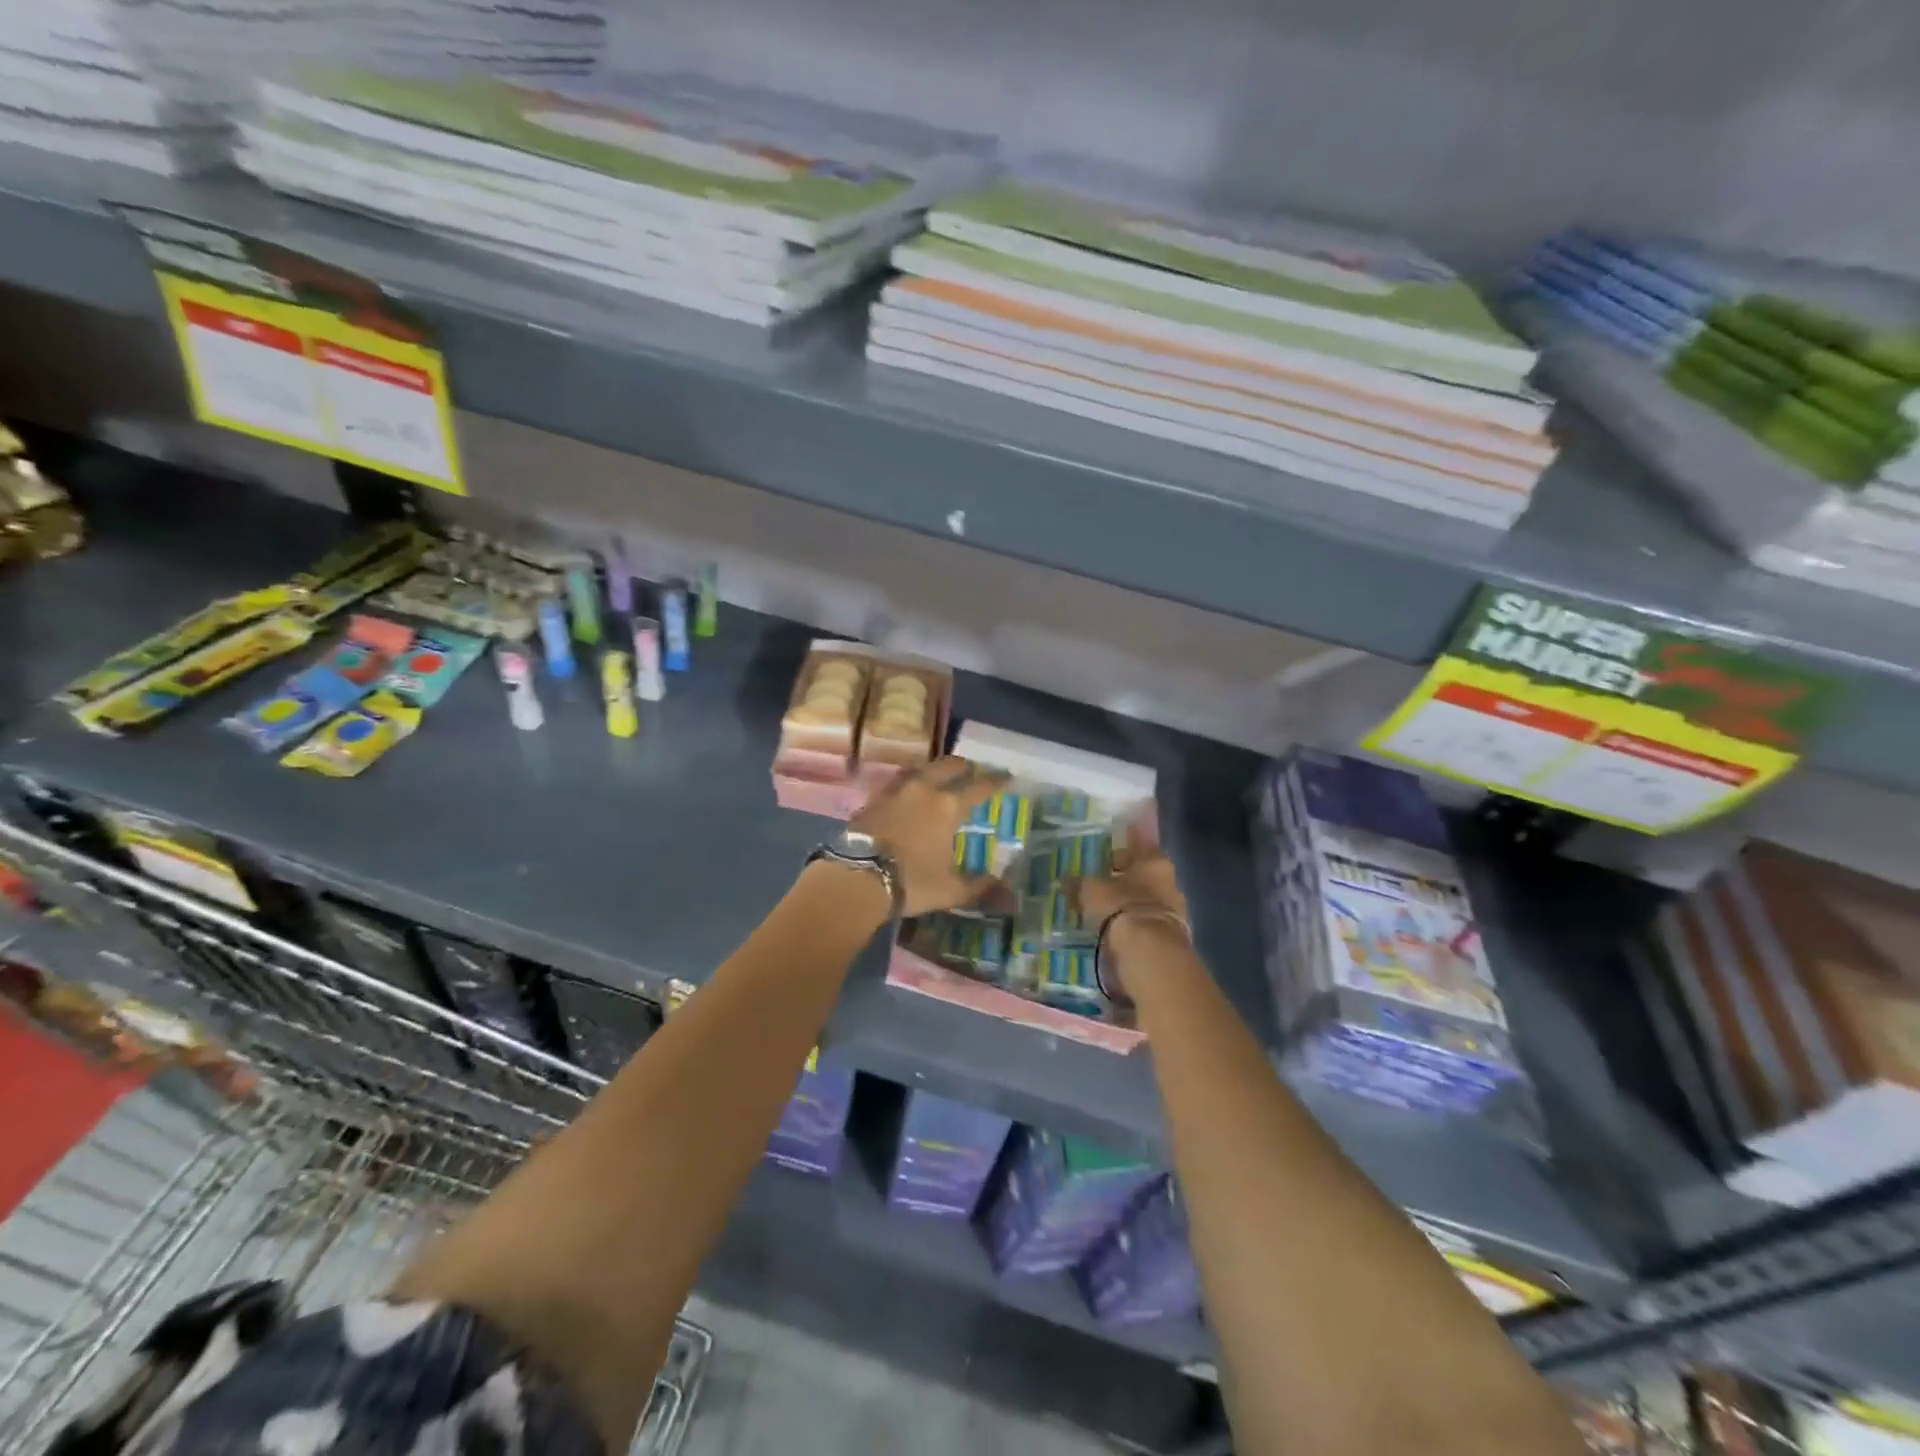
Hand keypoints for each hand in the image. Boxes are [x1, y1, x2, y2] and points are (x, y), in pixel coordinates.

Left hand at [852, 756, 1009, 916]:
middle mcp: (923, 790)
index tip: (1006, 776)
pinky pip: (895, 783)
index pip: (979, 787)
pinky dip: (907, 783)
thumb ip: (978, 887)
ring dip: (931, 769)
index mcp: (948, 807)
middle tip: (971, 769)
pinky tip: (906, 793)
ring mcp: (894, 792)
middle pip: (946, 767)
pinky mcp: (871, 800)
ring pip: (918, 769)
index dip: (996, 781)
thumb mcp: (950, 890)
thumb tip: (1007, 895)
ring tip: (937, 776)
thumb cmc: (910, 882)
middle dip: (962, 766)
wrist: (856, 878)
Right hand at [1071, 822, 1190, 998]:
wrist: (1150, 952)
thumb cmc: (1121, 907)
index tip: (1107, 858)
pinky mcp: (1174, 937)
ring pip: (1148, 902)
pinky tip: (1118, 931)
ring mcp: (1176, 912)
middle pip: (1145, 877)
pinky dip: (1135, 925)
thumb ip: (1079, 884)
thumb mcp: (1091, 891)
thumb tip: (1067, 880)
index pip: (1140, 848)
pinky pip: (1149, 924)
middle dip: (1126, 881)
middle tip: (1103, 885)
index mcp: (1155, 863)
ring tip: (1107, 912)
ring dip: (1130, 905)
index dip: (1122, 852)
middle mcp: (1171, 883)